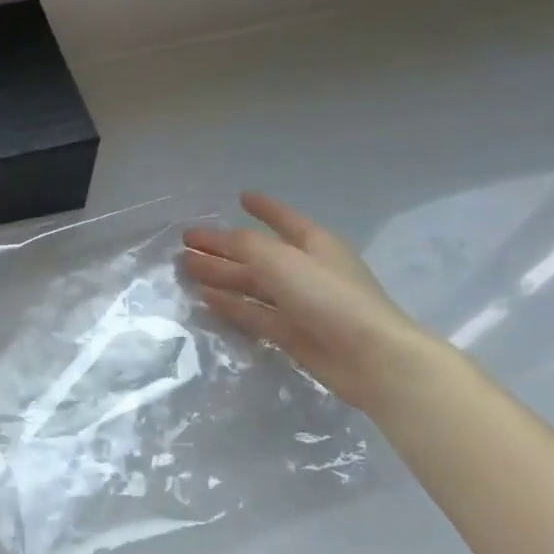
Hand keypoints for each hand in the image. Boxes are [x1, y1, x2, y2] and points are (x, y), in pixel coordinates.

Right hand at [181, 192, 436, 410]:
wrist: (367, 356)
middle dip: (224, 246)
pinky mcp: (290, 332)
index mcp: (314, 244)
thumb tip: (217, 240)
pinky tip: (205, 298)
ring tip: (186, 268)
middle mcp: (305, 269)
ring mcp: (298, 303)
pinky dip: (230, 304)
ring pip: (251, 283)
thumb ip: (245, 245)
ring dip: (220, 274)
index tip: (241, 197)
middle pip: (257, 253)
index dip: (264, 207)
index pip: (284, 219)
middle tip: (186, 243)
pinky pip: (253, 312)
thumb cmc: (327, 296)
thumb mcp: (281, 260)